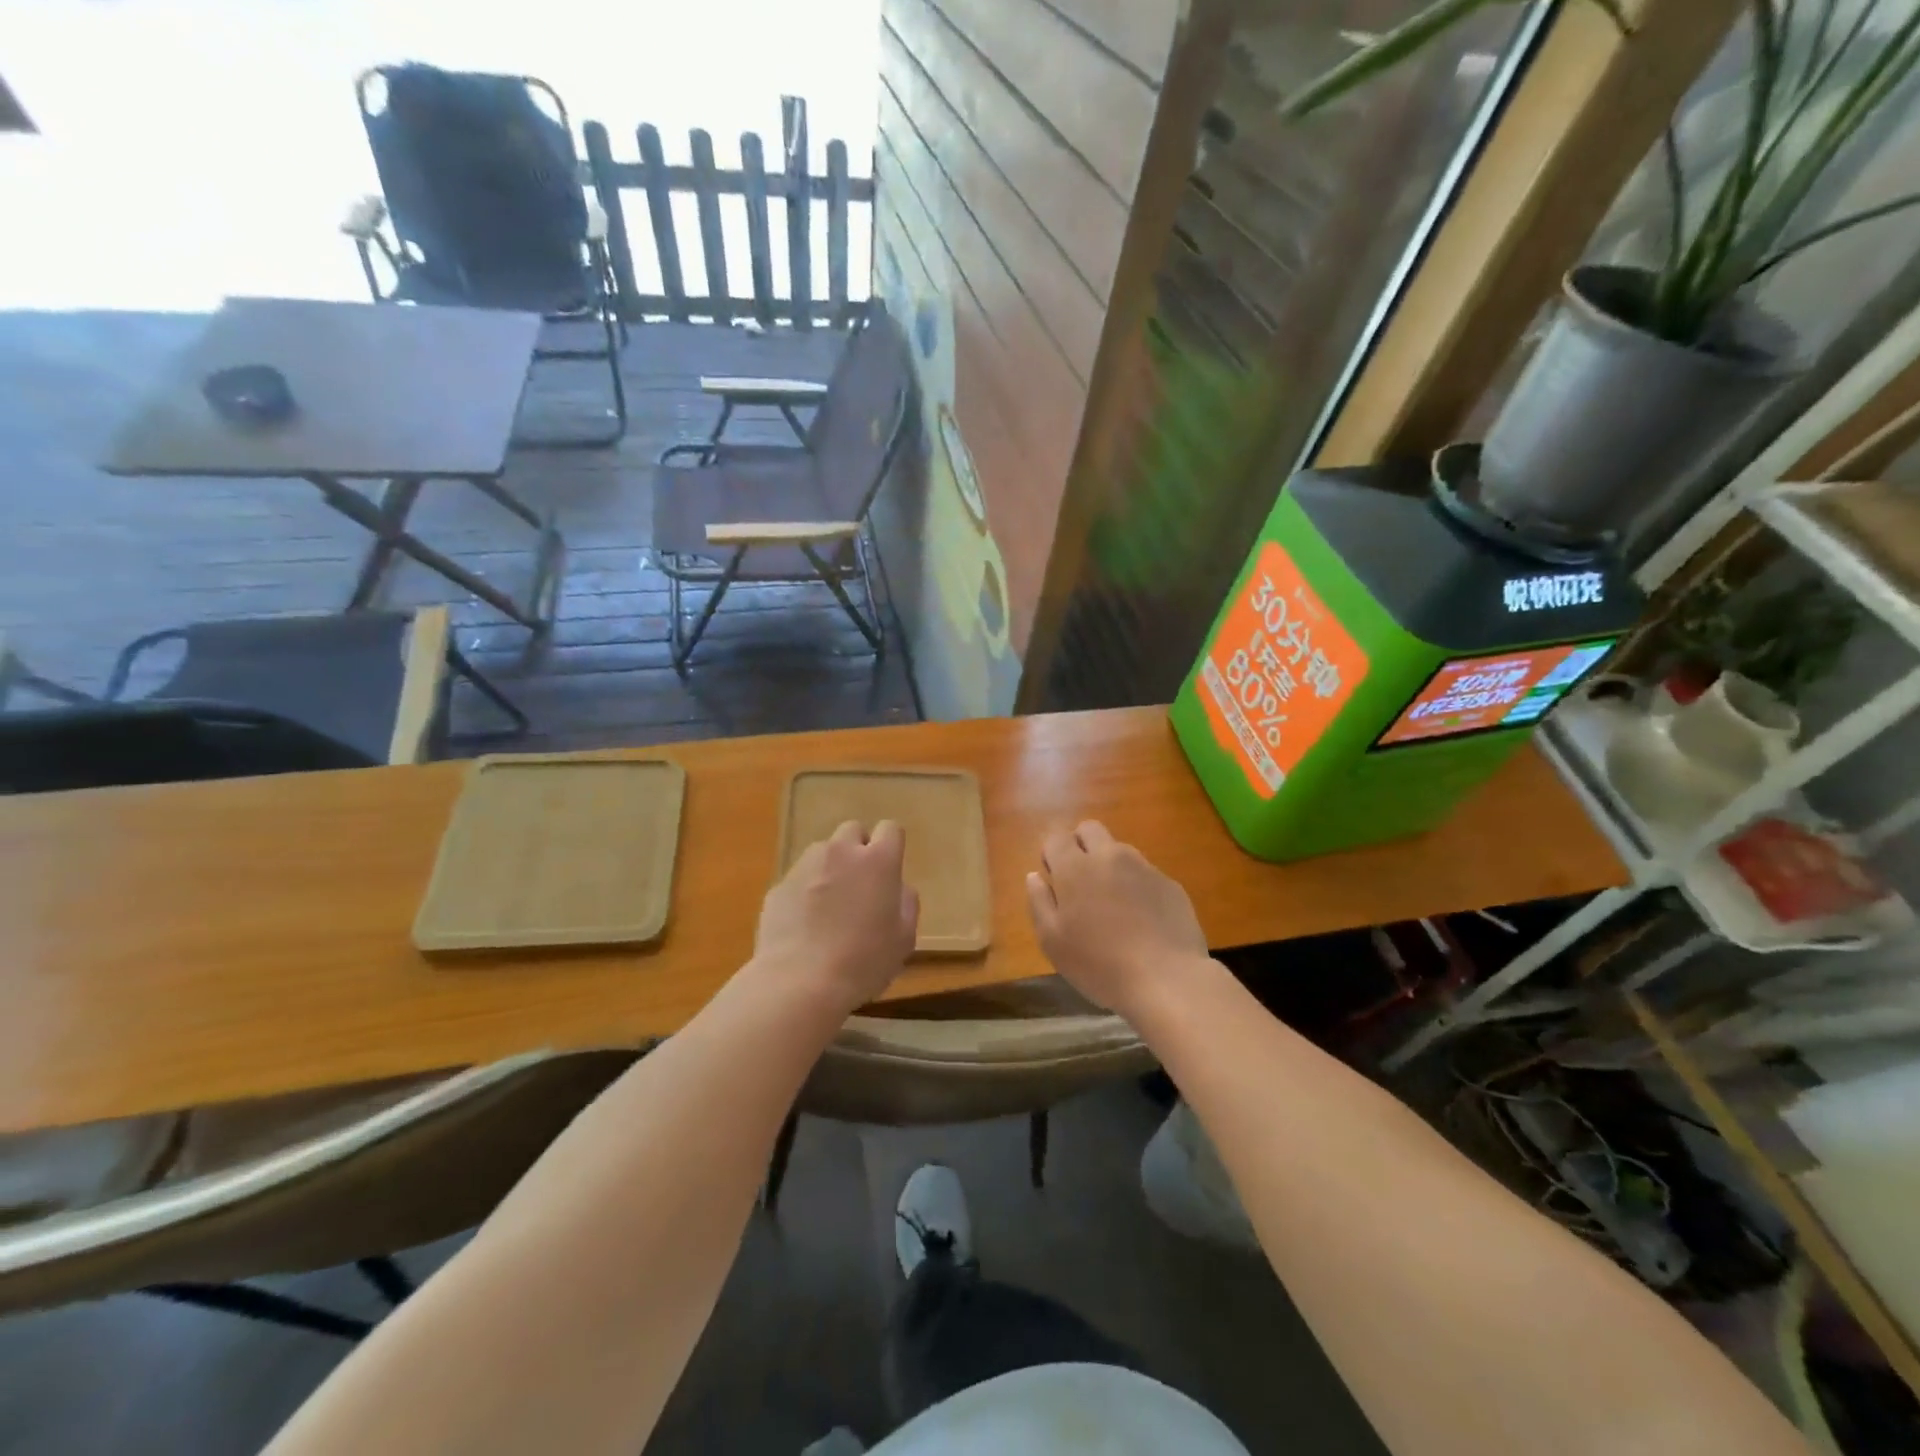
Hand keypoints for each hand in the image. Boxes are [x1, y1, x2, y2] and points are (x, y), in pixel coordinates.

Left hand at [753, 820, 918, 1014]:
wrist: (799, 983)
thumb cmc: (863, 962)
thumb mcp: (904, 939)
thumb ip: (906, 903)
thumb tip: (898, 888)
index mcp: (878, 861)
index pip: (890, 828)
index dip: (891, 845)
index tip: (889, 870)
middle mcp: (841, 852)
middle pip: (853, 830)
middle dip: (858, 849)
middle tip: (860, 884)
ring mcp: (805, 866)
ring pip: (823, 852)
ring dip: (830, 867)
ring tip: (829, 905)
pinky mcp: (779, 885)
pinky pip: (799, 878)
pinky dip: (805, 891)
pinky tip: (805, 924)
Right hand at [1025, 820, 1209, 1016]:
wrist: (1166, 979)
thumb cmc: (1098, 963)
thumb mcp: (1052, 941)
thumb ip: (1039, 902)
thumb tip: (1034, 876)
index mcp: (1075, 868)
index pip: (1056, 837)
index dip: (1051, 854)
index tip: (1054, 879)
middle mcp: (1109, 856)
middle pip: (1090, 829)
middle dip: (1080, 845)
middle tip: (1080, 882)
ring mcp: (1144, 867)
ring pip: (1120, 850)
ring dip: (1110, 865)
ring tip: (1113, 905)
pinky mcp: (1170, 884)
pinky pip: (1146, 873)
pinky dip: (1138, 887)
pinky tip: (1142, 920)